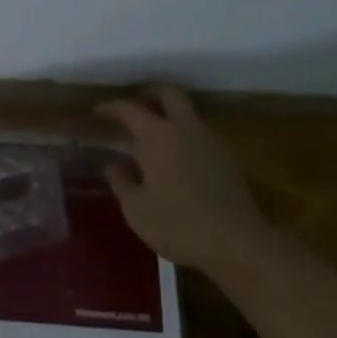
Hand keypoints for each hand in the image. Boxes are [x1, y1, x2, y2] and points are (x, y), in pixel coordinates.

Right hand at [97, 87, 267, 274]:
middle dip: (149, 94)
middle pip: (169, 93)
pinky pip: (199, 136)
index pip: (129, 108)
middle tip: (133, 109)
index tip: (97, 112)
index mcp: (157, 135)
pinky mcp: (227, 160)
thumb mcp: (136, 209)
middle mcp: (185, 128)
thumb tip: (115, 164)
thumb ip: (121, 181)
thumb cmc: (178, 224)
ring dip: (169, 117)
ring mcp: (211, 142)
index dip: (110, 107)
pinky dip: (183, 138)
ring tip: (151, 140)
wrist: (238, 244)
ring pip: (188, 114)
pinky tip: (174, 162)